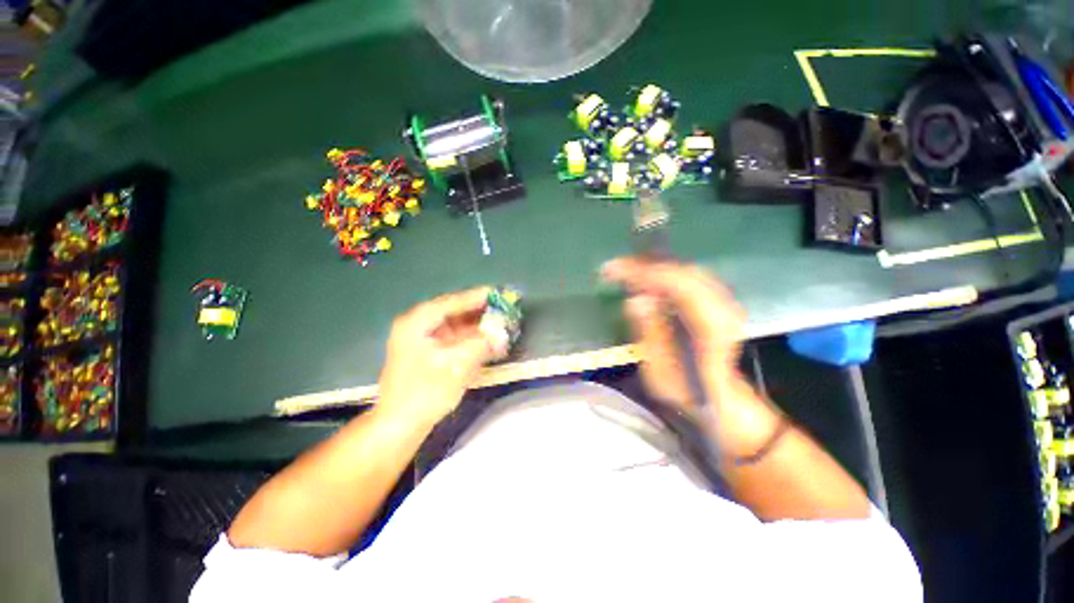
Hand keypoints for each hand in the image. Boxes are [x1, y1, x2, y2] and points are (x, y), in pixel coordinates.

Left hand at [378, 287, 496, 426]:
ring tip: (500, 324)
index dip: (477, 297)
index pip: (452, 302)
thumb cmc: (425, 392)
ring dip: (477, 326)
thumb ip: (482, 344)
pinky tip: (487, 341)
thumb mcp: (458, 365)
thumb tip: (502, 333)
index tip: (498, 292)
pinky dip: (470, 339)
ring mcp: (422, 340)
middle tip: (502, 308)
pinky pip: (453, 339)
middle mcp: (418, 326)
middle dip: (479, 312)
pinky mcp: (428, 353)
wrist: (399, 425)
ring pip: (455, 326)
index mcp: (417, 322)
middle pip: (454, 312)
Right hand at [602, 256, 744, 406]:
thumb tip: (636, 299)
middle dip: (645, 266)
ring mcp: (725, 304)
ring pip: (687, 271)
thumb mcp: (659, 370)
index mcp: (709, 327)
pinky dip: (667, 274)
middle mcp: (723, 309)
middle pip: (682, 272)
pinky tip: (650, 278)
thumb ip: (650, 332)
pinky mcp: (720, 304)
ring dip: (656, 268)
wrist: (719, 399)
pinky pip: (691, 278)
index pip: (675, 284)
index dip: (642, 273)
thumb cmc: (684, 391)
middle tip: (616, 268)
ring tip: (627, 271)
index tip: (612, 269)